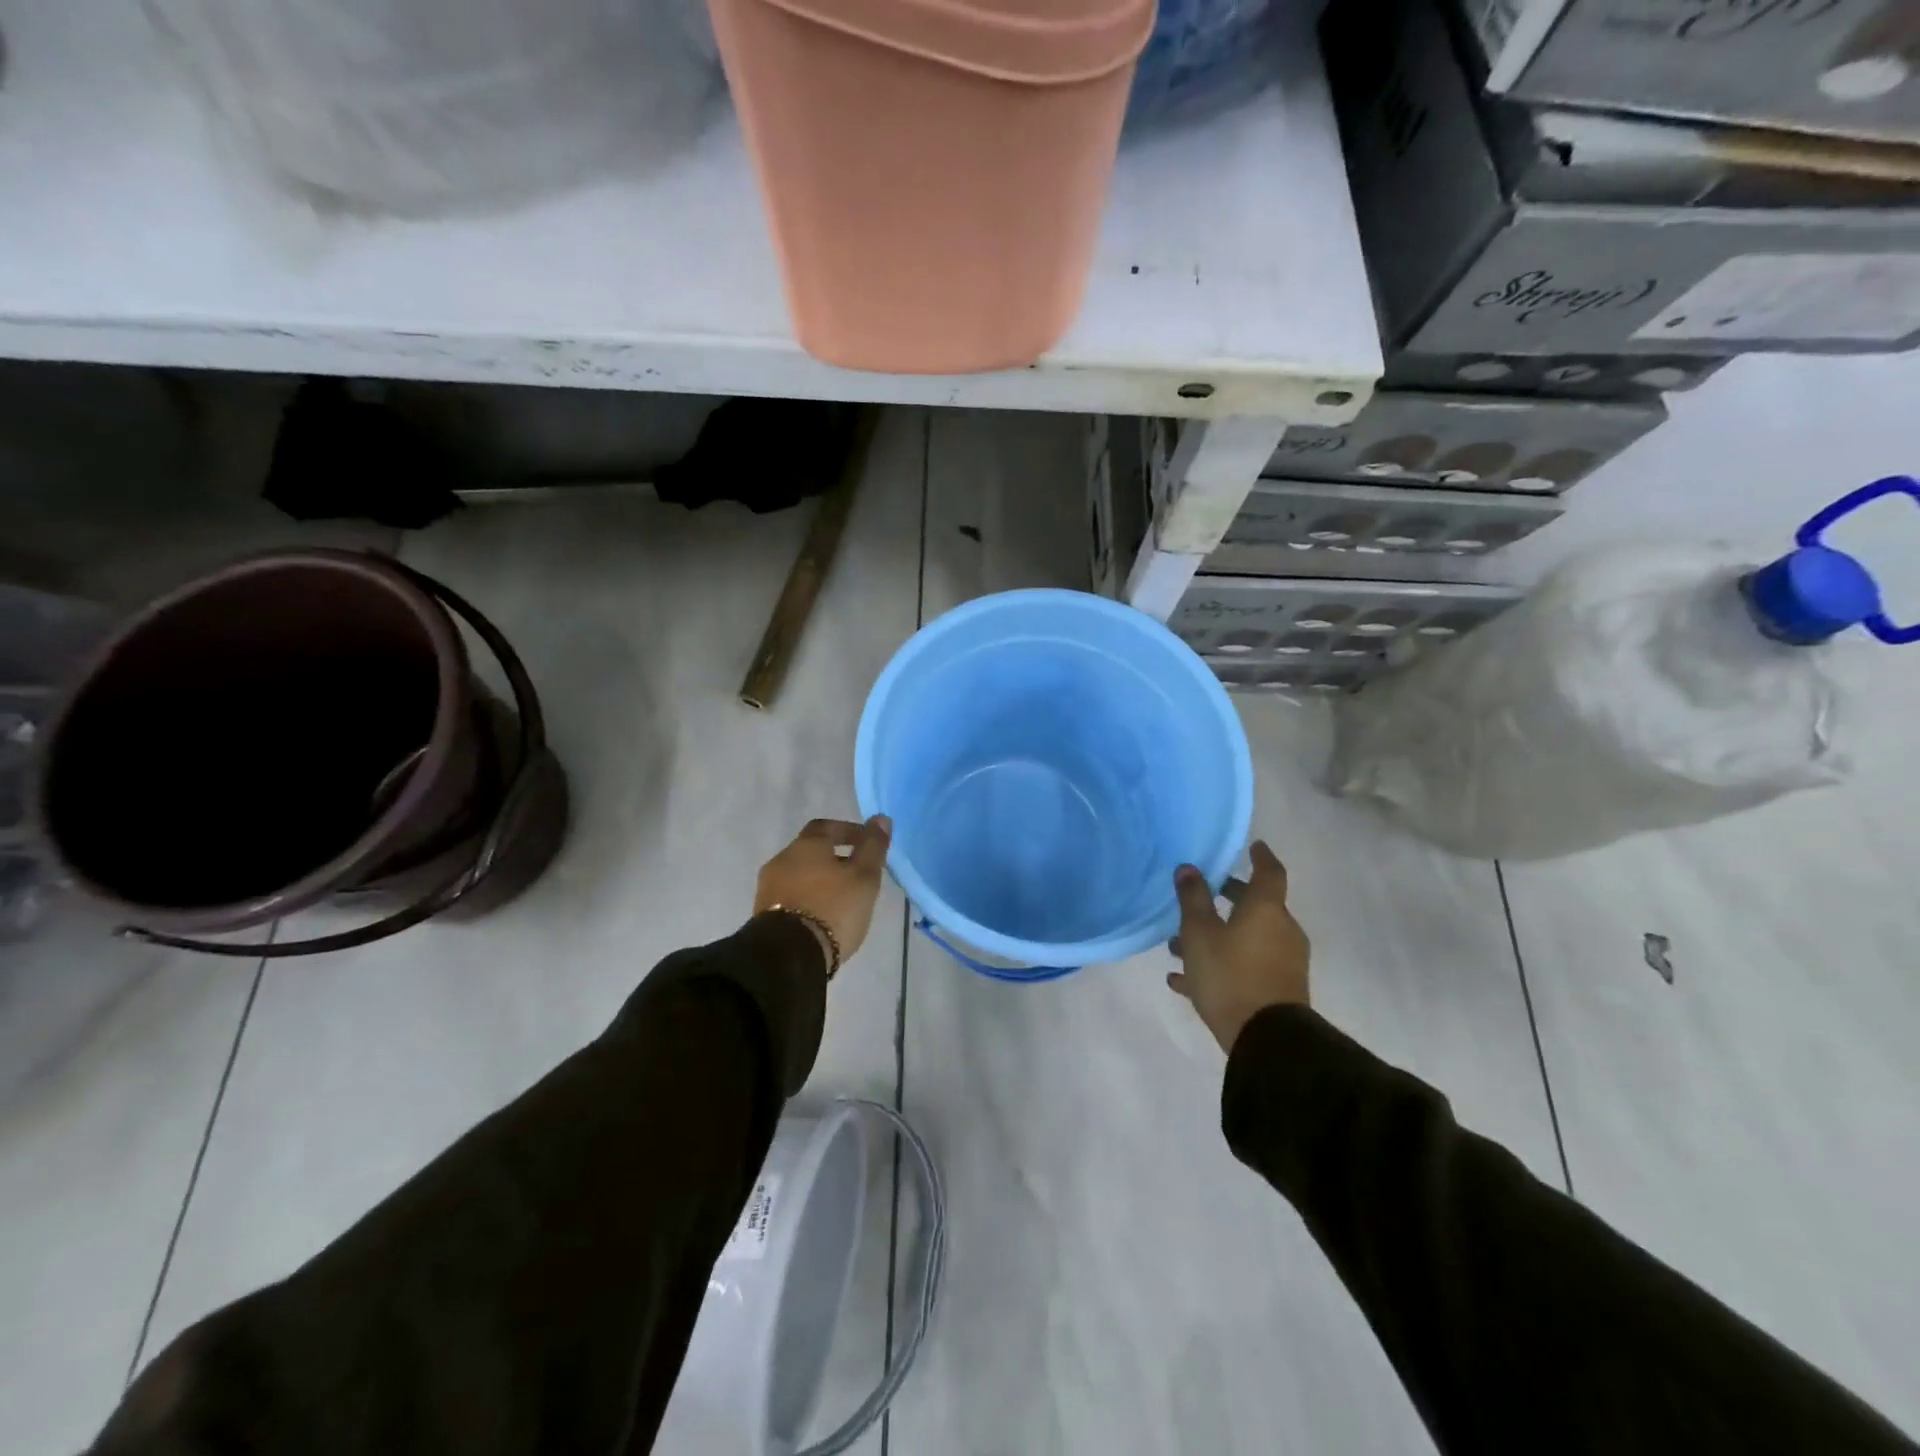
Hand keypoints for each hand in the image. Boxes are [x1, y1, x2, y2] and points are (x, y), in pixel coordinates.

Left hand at [755, 816, 891, 969]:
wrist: (788, 956)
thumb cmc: (832, 908)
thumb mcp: (864, 877)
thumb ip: (873, 847)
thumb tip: (880, 818)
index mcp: (806, 845)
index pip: (828, 826)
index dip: (849, 832)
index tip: (867, 845)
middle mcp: (782, 859)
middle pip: (811, 851)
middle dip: (835, 858)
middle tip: (858, 875)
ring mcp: (769, 887)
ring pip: (800, 875)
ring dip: (820, 881)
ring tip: (843, 899)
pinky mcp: (763, 914)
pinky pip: (791, 897)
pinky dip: (809, 899)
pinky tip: (823, 916)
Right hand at [1167, 841, 1309, 1052]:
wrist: (1267, 1040)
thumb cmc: (1230, 975)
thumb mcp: (1199, 934)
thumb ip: (1192, 899)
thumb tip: (1188, 868)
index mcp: (1266, 910)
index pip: (1269, 871)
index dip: (1260, 856)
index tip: (1252, 845)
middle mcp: (1280, 930)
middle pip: (1255, 906)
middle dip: (1227, 899)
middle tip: (1202, 895)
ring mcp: (1282, 962)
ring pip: (1245, 938)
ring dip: (1216, 936)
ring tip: (1176, 948)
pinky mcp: (1278, 989)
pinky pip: (1245, 966)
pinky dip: (1220, 965)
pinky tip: (1183, 981)